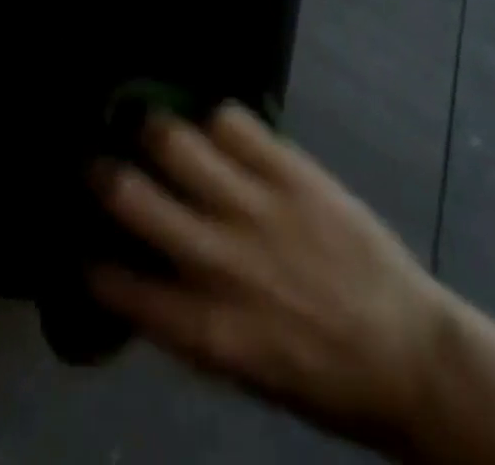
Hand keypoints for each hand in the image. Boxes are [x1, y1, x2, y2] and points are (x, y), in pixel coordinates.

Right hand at [91, 104, 444, 457]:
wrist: (410, 356)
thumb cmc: (322, 375)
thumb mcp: (242, 369)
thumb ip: (188, 318)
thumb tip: (144, 274)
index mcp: (204, 326)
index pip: (119, 284)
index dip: (92, 260)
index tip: (83, 243)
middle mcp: (219, 260)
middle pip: (133, 195)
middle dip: (102, 173)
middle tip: (97, 161)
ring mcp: (256, 207)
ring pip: (176, 142)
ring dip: (152, 130)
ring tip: (147, 125)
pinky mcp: (291, 171)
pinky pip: (234, 121)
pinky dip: (216, 118)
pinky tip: (215, 127)